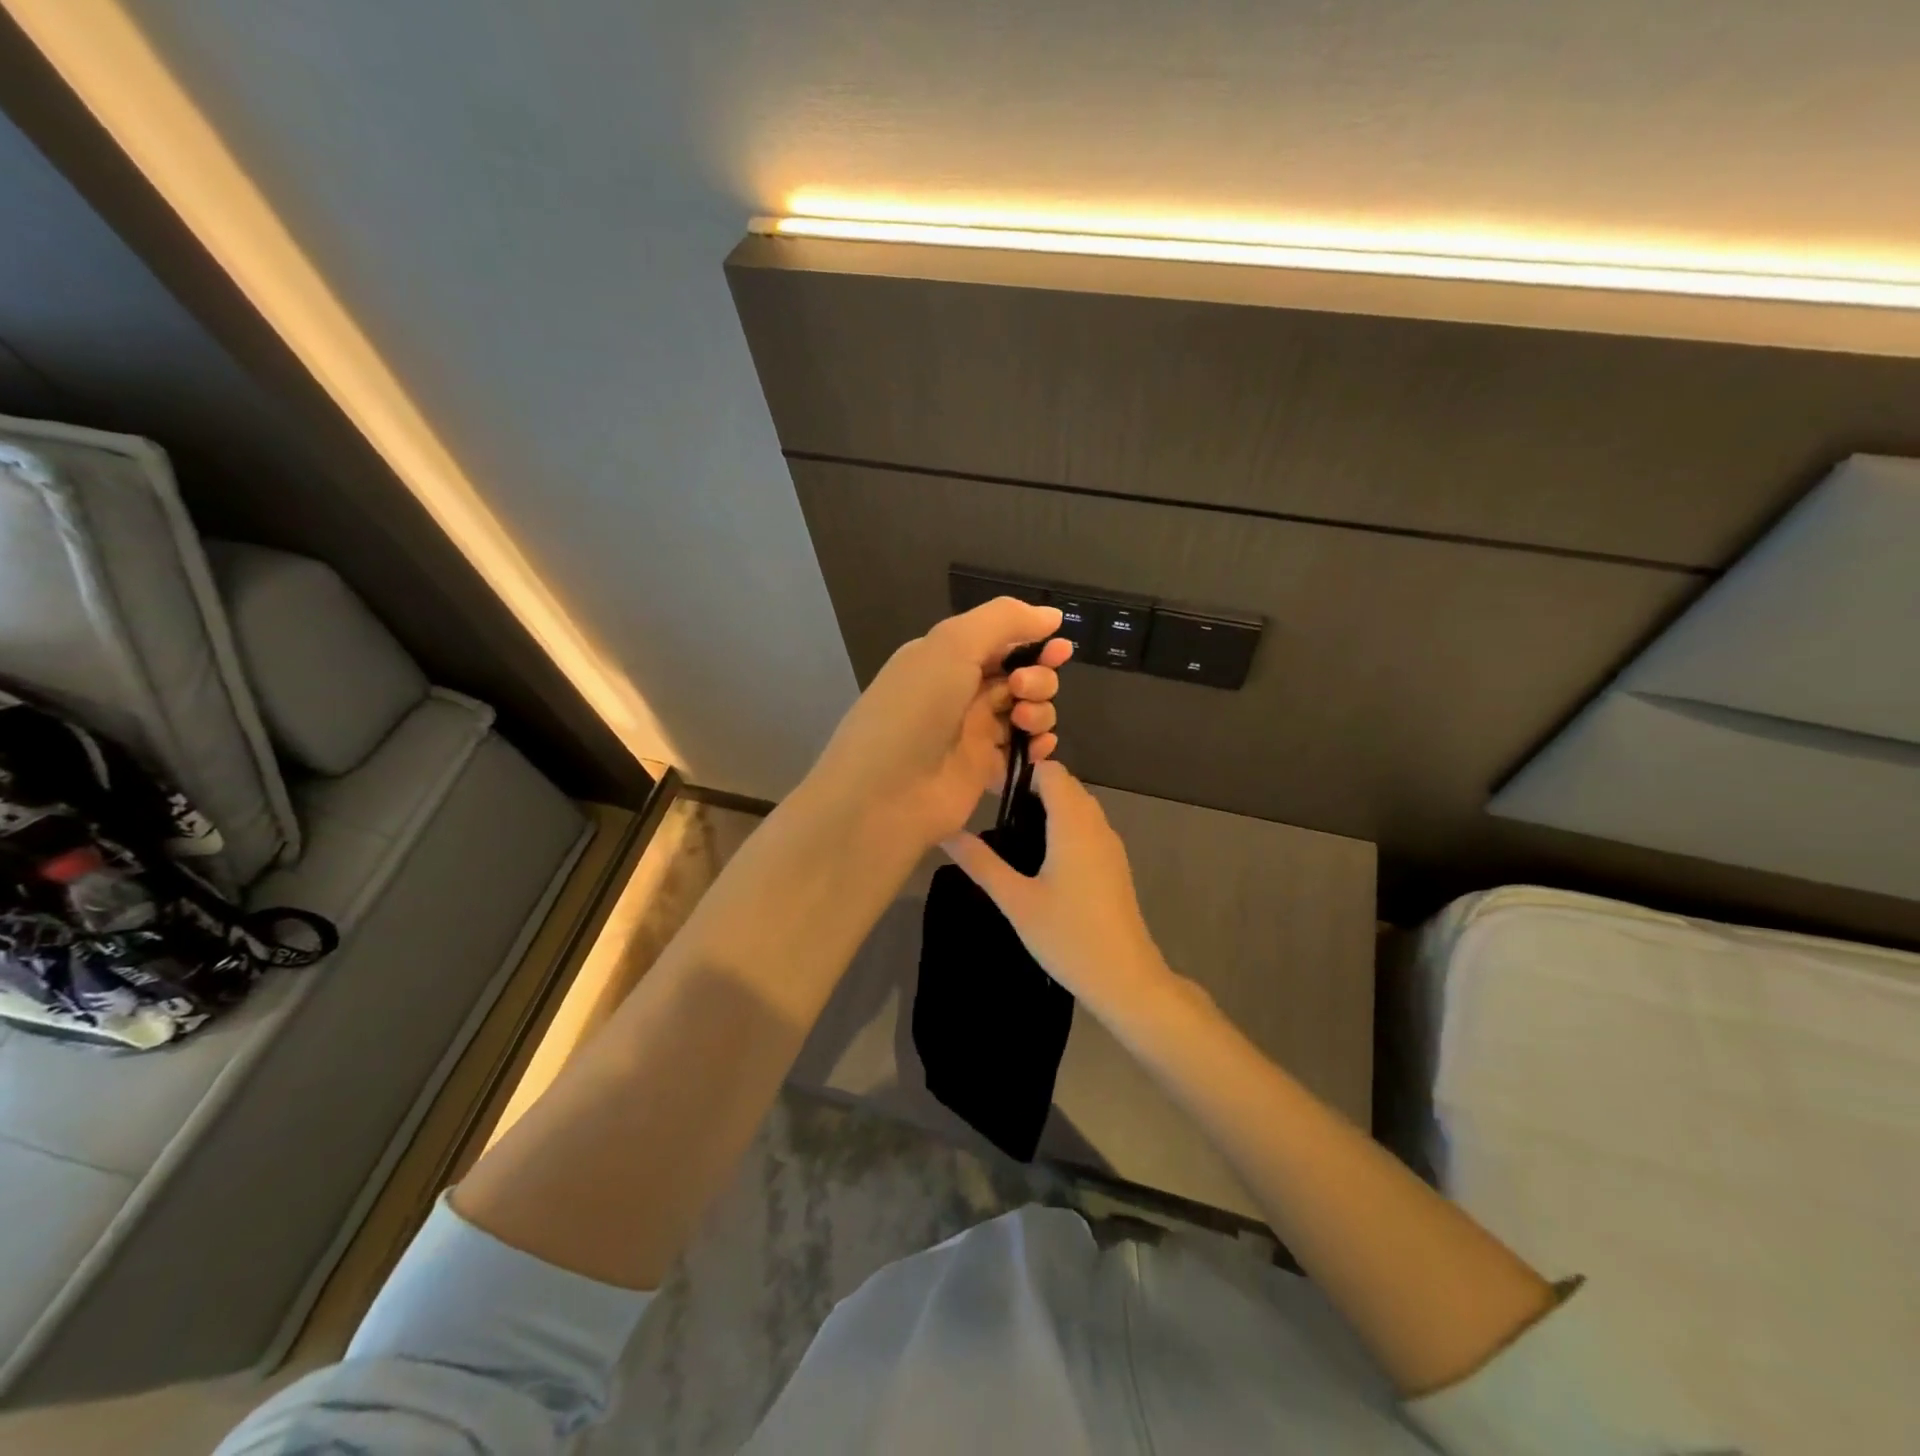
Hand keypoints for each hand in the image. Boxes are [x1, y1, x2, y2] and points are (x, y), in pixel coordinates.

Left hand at [804, 598, 1073, 852]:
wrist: (884, 794)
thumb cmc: (916, 710)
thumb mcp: (953, 645)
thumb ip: (1004, 620)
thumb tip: (1051, 615)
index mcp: (945, 657)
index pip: (1001, 640)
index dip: (1033, 642)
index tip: (1059, 649)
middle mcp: (960, 691)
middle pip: (1020, 674)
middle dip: (1037, 678)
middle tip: (1021, 691)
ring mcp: (973, 733)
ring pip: (1028, 711)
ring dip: (1040, 710)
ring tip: (1025, 723)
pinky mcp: (984, 770)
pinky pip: (1025, 750)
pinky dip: (1039, 746)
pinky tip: (1038, 749)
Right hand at [942, 760, 1176, 1017]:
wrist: (1125, 979)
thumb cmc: (1068, 936)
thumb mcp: (1016, 901)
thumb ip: (981, 863)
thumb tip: (946, 832)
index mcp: (1074, 824)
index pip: (1052, 771)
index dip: (1022, 774)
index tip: (992, 794)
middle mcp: (1097, 825)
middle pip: (1066, 786)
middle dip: (1032, 791)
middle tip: (995, 815)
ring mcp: (1110, 845)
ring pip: (1079, 807)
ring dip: (1049, 810)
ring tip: (1012, 838)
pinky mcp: (1114, 865)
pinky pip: (1088, 828)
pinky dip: (1064, 829)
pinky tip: (1040, 861)